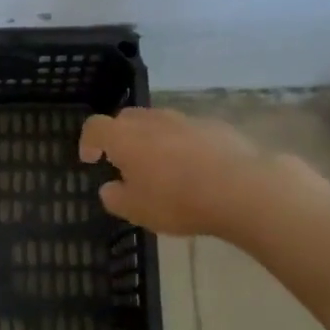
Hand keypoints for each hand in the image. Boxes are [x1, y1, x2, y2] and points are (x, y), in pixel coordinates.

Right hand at [79, 107, 271, 237]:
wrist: (241, 188)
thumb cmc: (178, 200)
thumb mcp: (137, 211)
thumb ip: (116, 198)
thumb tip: (110, 188)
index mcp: (124, 137)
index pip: (95, 127)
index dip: (88, 141)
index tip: (91, 159)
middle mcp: (151, 120)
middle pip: (126, 118)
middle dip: (120, 136)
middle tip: (125, 162)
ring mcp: (184, 119)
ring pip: (158, 122)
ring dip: (152, 139)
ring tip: (162, 166)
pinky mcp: (213, 126)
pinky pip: (187, 131)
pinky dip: (182, 144)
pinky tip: (195, 168)